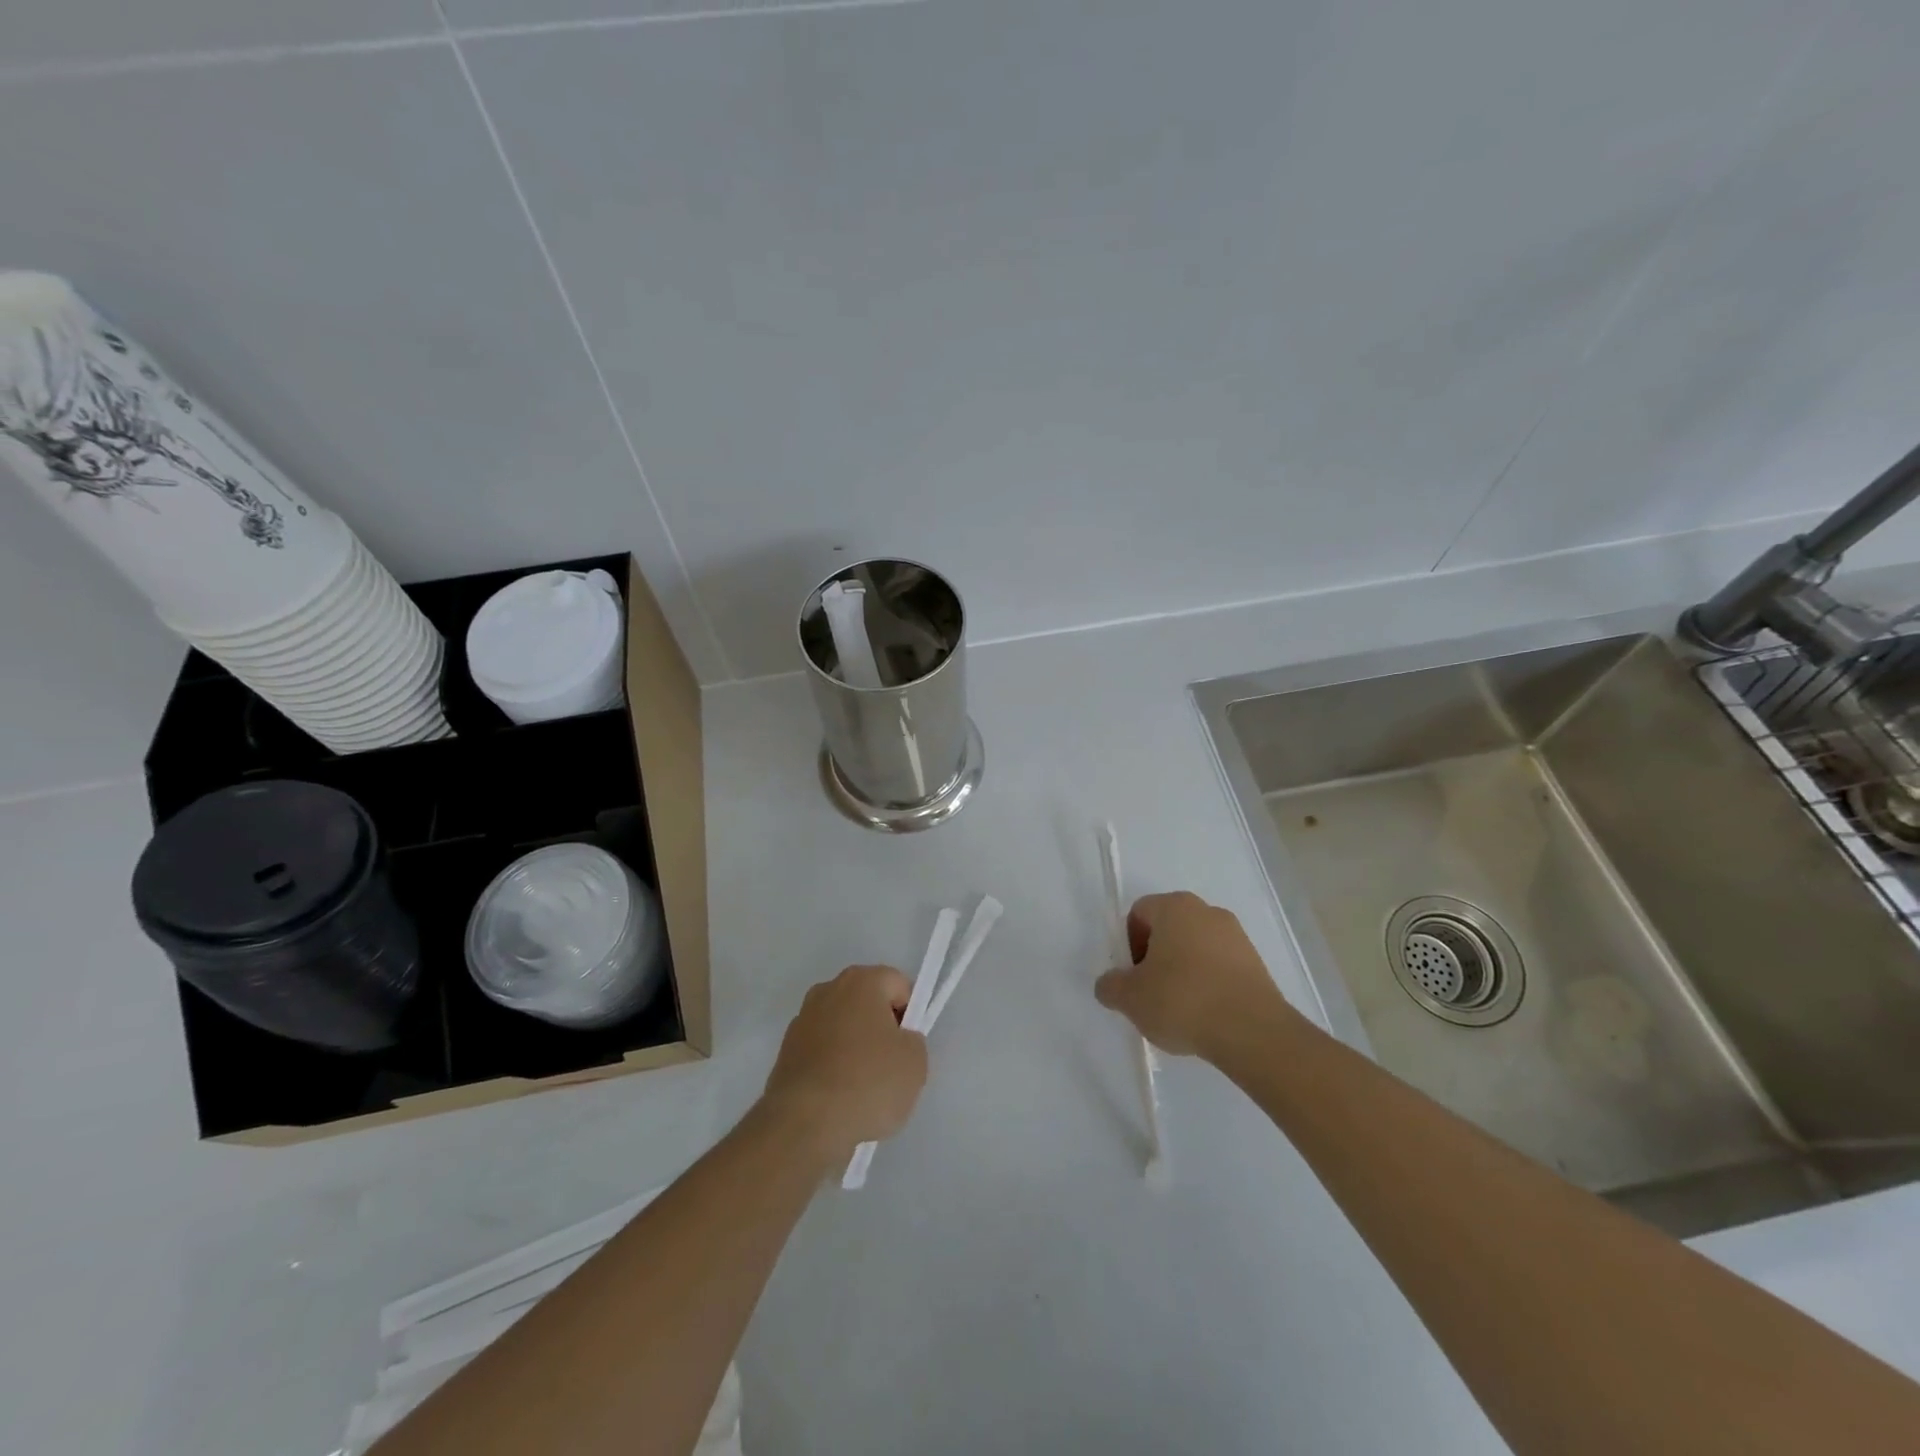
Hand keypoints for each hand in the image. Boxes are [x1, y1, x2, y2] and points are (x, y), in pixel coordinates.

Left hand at [761, 965, 928, 1163]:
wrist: (804, 1124)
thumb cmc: (868, 1082)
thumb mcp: (915, 1062)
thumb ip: (913, 1041)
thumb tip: (897, 1041)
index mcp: (861, 981)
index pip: (898, 985)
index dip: (911, 1014)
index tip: (908, 1047)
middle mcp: (827, 990)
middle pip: (868, 1004)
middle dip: (881, 1030)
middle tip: (891, 1067)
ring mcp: (802, 1020)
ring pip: (843, 1029)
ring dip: (855, 1049)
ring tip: (863, 1089)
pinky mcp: (785, 1052)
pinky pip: (822, 1053)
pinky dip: (832, 1068)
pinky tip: (839, 1098)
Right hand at [1095, 891, 1299, 1062]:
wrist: (1253, 1032)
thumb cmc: (1183, 1001)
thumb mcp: (1130, 998)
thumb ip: (1110, 986)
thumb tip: (1109, 984)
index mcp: (1174, 907)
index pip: (1139, 913)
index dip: (1129, 944)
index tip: (1133, 977)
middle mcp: (1207, 911)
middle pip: (1168, 929)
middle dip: (1156, 957)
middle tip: (1151, 993)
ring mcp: (1237, 936)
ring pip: (1196, 948)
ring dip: (1183, 971)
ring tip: (1181, 1010)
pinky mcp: (1257, 963)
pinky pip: (1220, 967)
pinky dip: (1209, 984)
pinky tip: (1206, 1015)